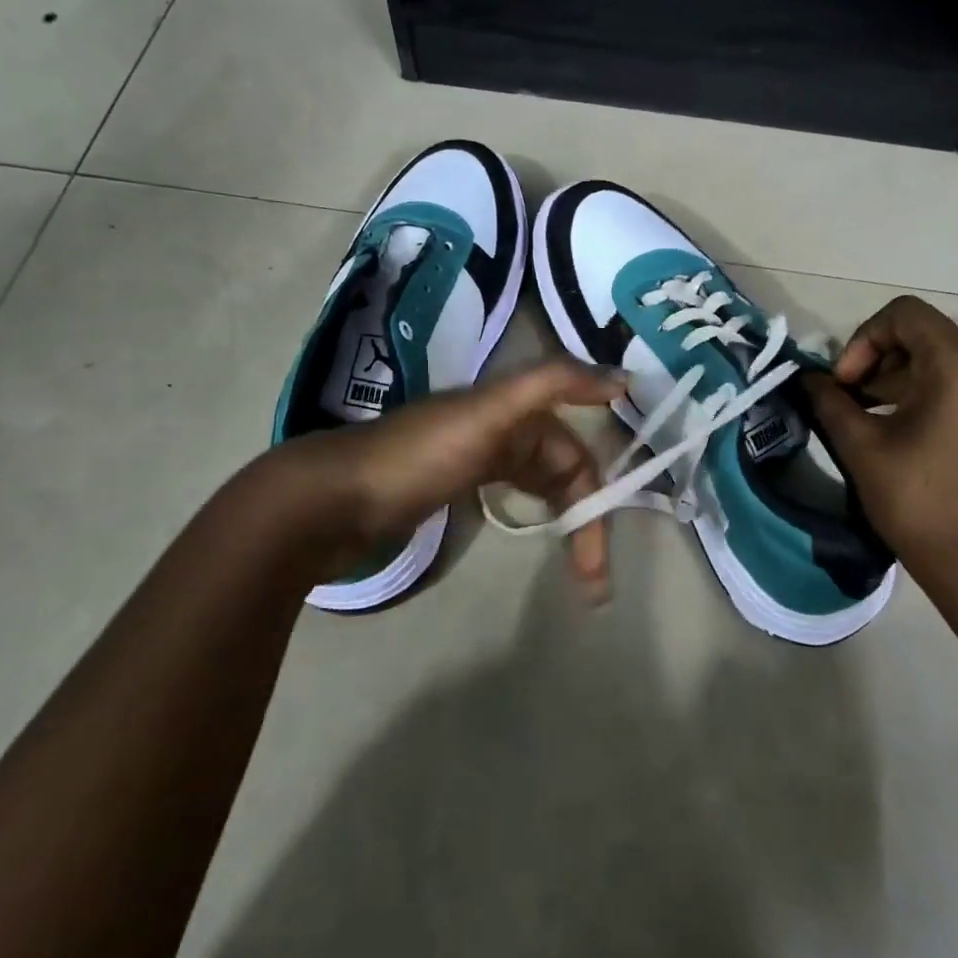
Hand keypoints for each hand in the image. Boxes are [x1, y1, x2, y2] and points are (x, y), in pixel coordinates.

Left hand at [262, 358, 625, 596]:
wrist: (334, 498)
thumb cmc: (418, 457)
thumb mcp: (489, 412)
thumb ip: (553, 384)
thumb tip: (622, 377)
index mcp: (513, 407)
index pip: (575, 450)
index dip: (598, 491)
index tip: (610, 542)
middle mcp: (502, 427)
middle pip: (563, 473)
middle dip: (584, 520)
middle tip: (593, 580)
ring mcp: (478, 457)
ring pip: (542, 487)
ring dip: (566, 526)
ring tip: (580, 577)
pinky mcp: (457, 485)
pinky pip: (514, 494)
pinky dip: (534, 513)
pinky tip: (537, 537)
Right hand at [802, 296, 957, 574]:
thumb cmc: (914, 497)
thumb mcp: (860, 443)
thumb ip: (829, 399)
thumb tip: (807, 378)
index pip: (904, 315)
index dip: (863, 339)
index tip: (845, 382)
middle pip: (922, 333)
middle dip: (876, 358)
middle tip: (848, 397)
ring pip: (938, 356)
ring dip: (895, 375)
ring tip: (863, 411)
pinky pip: (956, 378)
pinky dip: (920, 388)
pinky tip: (892, 420)